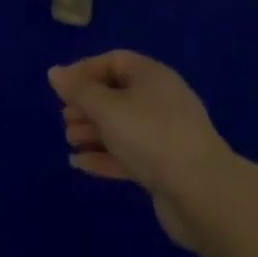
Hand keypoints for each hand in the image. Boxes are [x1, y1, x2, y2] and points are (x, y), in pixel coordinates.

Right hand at [49, 51, 235, 250]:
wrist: (204, 195)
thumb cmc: (150, 136)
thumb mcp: (106, 108)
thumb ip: (78, 90)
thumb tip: (54, 72)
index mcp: (151, 76)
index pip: (113, 61)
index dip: (84, 71)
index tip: (61, 88)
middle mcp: (161, 100)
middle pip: (116, 94)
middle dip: (87, 105)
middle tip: (64, 118)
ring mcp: (166, 135)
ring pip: (122, 126)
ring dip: (93, 132)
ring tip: (70, 141)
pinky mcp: (167, 167)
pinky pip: (130, 153)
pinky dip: (105, 156)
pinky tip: (81, 164)